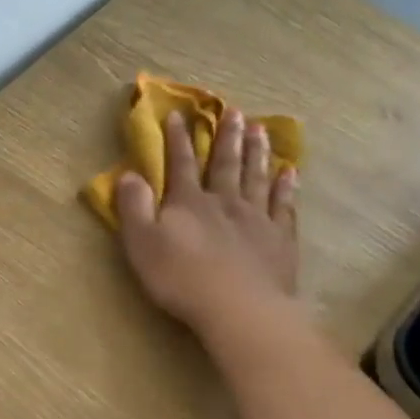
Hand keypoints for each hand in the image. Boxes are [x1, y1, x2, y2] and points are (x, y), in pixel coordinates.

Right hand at [116, 108, 299, 338]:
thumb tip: (128, 174)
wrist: (238, 307)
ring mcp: (256, 218)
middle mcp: (224, 202)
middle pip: (225, 163)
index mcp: (188, 203)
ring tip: (260, 129)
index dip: (177, 139)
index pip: (180, 164)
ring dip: (257, 152)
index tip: (178, 114)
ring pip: (256, 177)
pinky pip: (284, 205)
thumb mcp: (142, 244)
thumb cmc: (181, 278)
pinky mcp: (279, 239)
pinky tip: (290, 172)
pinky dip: (286, 187)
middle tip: (233, 111)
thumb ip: (134, 208)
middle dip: (226, 137)